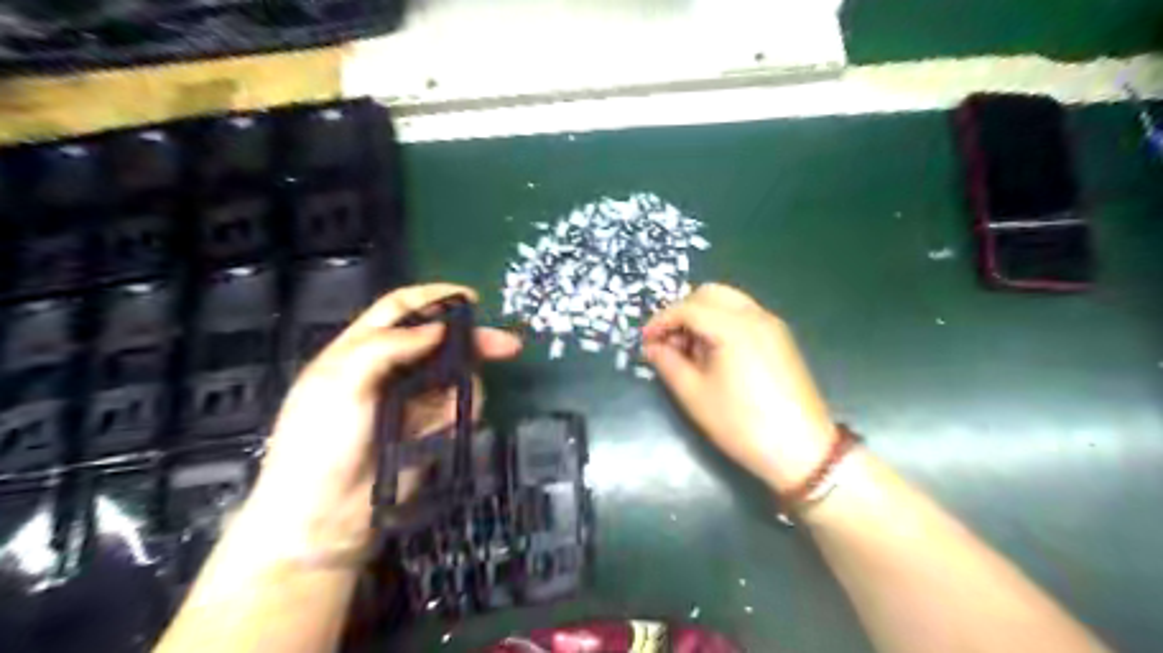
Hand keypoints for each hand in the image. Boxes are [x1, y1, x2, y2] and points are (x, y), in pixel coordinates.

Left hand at [247, 283, 520, 563]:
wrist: (324, 516)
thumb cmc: (322, 442)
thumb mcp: (341, 382)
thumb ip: (388, 346)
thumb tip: (439, 328)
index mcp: (361, 349)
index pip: (400, 309)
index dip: (434, 298)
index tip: (471, 299)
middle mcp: (390, 368)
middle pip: (439, 340)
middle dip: (472, 340)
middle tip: (508, 346)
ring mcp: (411, 399)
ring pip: (454, 375)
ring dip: (466, 384)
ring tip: (456, 409)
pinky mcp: (428, 429)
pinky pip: (457, 408)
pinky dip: (463, 411)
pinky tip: (453, 426)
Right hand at [646, 283, 835, 491]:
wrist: (801, 449)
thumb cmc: (741, 423)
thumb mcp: (694, 394)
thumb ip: (668, 363)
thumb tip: (652, 347)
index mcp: (733, 326)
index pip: (687, 308)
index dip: (661, 321)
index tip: (645, 341)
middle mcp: (755, 315)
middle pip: (710, 294)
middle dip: (682, 312)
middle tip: (667, 341)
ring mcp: (772, 325)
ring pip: (728, 302)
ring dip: (702, 316)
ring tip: (688, 350)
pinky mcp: (780, 338)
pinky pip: (743, 315)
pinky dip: (721, 323)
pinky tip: (713, 353)